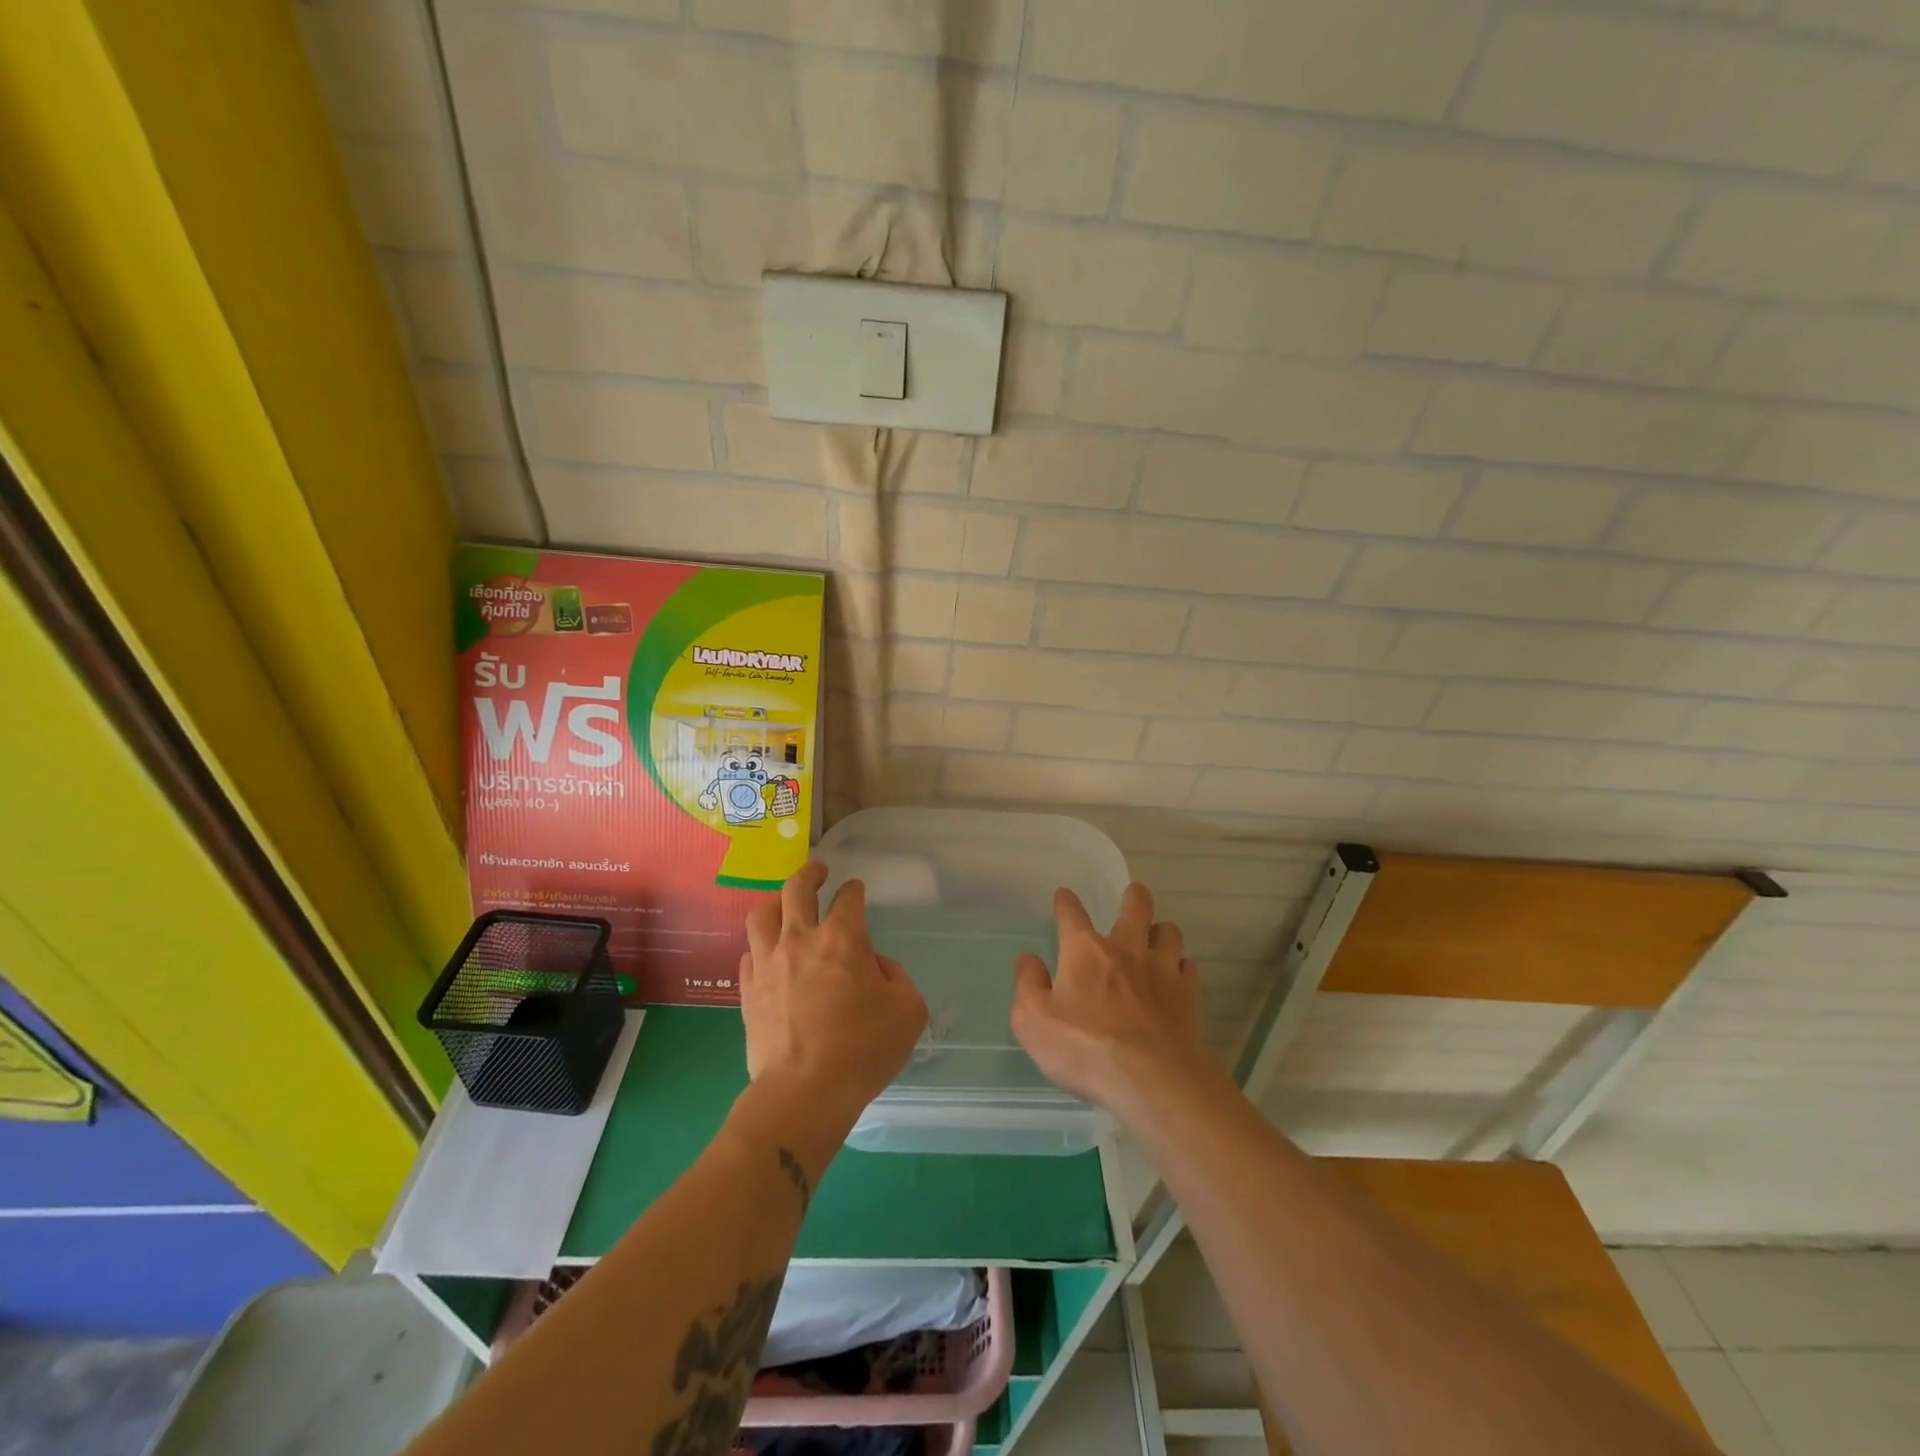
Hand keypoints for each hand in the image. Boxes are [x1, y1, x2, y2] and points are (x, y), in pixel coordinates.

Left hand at [740, 863, 927, 1139]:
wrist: (804, 1094)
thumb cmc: (863, 1050)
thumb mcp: (908, 1010)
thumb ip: (897, 978)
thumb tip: (876, 967)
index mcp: (843, 939)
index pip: (848, 898)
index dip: (854, 890)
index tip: (856, 890)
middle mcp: (800, 940)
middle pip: (796, 889)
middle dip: (810, 874)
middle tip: (818, 872)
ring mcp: (768, 964)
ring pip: (762, 915)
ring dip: (776, 902)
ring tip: (784, 905)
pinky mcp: (748, 991)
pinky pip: (749, 954)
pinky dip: (760, 946)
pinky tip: (767, 954)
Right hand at [1010, 883, 1216, 1119]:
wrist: (1151, 1080)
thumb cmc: (1084, 1049)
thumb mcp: (1033, 1021)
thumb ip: (1028, 985)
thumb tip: (1028, 959)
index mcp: (1084, 951)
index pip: (1072, 914)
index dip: (1066, 902)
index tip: (1064, 896)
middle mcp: (1125, 949)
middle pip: (1136, 906)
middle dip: (1134, 897)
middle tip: (1132, 897)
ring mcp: (1162, 969)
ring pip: (1169, 932)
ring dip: (1161, 932)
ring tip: (1155, 940)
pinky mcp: (1188, 994)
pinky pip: (1188, 966)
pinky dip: (1180, 968)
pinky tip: (1175, 979)